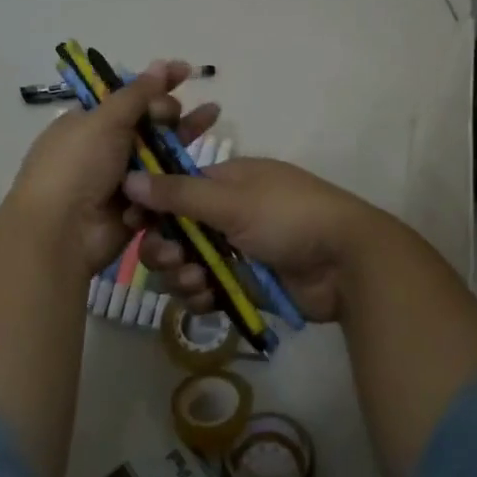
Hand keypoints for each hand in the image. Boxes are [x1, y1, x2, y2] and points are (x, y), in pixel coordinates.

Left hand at [4, 60, 218, 275]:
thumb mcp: (104, 121)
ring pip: (161, 153)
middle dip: (168, 111)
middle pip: (148, 122)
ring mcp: (121, 179)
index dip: (156, 83)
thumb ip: (137, 93)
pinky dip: (175, 175)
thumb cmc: (77, 167)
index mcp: (88, 122)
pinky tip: (196, 158)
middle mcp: (104, 148)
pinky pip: (163, 186)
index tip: (185, 71)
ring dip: (184, 135)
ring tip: (213, 115)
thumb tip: (161, 63)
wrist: (62, 233)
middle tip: (173, 114)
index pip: (128, 96)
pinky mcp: (138, 206)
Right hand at [122, 158, 385, 322]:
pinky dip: (200, 295)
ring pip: (187, 264)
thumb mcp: (233, 201)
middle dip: (165, 247)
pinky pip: (206, 290)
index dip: (150, 207)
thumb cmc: (290, 217)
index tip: (133, 224)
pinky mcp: (244, 283)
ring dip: (182, 275)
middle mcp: (226, 213)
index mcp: (226, 181)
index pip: (174, 190)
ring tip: (197, 281)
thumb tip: (129, 178)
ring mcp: (235, 250)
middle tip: (172, 258)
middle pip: (175, 231)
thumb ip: (179, 195)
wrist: (346, 261)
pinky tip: (207, 298)